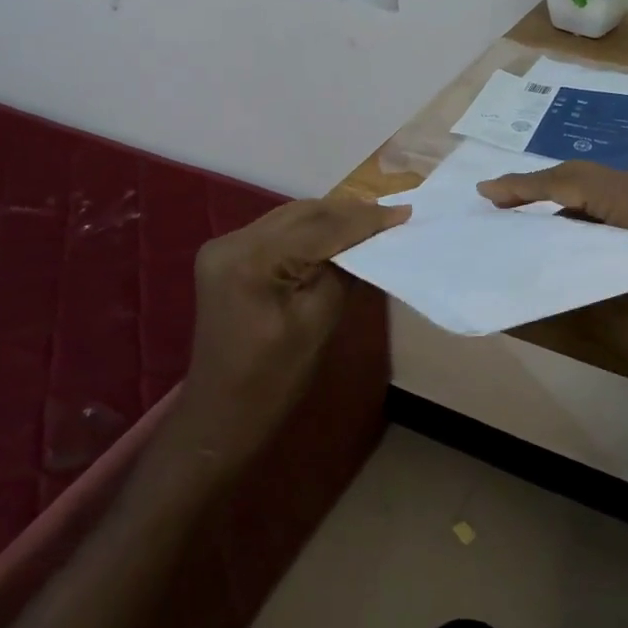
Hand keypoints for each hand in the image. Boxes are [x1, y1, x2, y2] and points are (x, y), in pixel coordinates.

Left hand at [180, 198, 407, 460]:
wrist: (222, 415)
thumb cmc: (273, 380)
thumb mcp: (318, 322)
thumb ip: (343, 272)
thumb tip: (370, 241)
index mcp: (250, 260)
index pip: (318, 228)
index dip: (364, 220)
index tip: (405, 212)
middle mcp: (231, 242)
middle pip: (301, 214)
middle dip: (349, 212)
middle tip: (393, 213)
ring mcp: (225, 247)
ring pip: (290, 217)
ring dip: (331, 217)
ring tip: (373, 219)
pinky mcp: (228, 257)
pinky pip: (277, 232)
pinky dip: (310, 230)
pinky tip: (337, 233)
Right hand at [476, 162, 627, 397]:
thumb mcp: (589, 297)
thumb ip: (545, 264)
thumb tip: (502, 254)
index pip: (569, 182)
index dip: (523, 185)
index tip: (485, 192)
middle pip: (581, 176)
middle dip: (536, 185)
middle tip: (495, 198)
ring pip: (593, 186)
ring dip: (555, 195)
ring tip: (517, 209)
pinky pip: (607, 202)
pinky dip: (577, 209)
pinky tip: (554, 227)